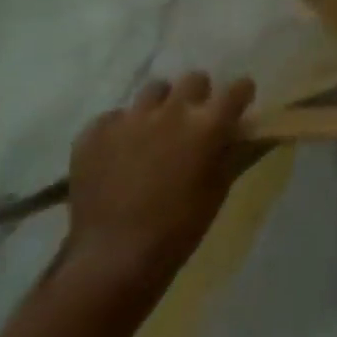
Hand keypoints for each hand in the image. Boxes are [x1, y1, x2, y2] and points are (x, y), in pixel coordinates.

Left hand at [63, 72, 256, 297]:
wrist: (115, 258)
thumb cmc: (180, 226)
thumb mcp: (219, 187)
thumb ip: (230, 150)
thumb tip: (236, 130)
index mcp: (209, 123)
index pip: (238, 87)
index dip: (240, 96)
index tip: (238, 106)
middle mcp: (172, 110)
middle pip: (195, 79)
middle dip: (199, 95)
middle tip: (194, 119)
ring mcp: (131, 118)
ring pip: (153, 90)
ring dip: (160, 105)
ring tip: (154, 130)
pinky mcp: (95, 133)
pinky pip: (114, 117)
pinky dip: (121, 129)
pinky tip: (119, 152)